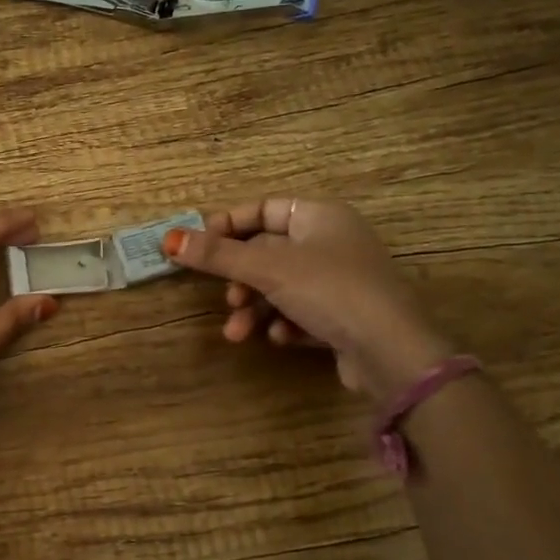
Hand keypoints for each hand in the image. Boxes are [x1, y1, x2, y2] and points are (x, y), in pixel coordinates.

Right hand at [164, 196, 452, 402]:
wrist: (391, 350)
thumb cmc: (329, 290)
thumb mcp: (266, 269)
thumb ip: (216, 255)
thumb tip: (168, 240)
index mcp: (320, 215)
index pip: (263, 208)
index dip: (228, 226)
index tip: (198, 247)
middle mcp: (332, 241)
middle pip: (268, 252)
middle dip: (240, 280)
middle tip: (226, 298)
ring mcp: (341, 279)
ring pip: (281, 286)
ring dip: (254, 308)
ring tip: (238, 332)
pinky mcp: (345, 315)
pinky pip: (301, 311)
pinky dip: (284, 323)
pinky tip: (280, 338)